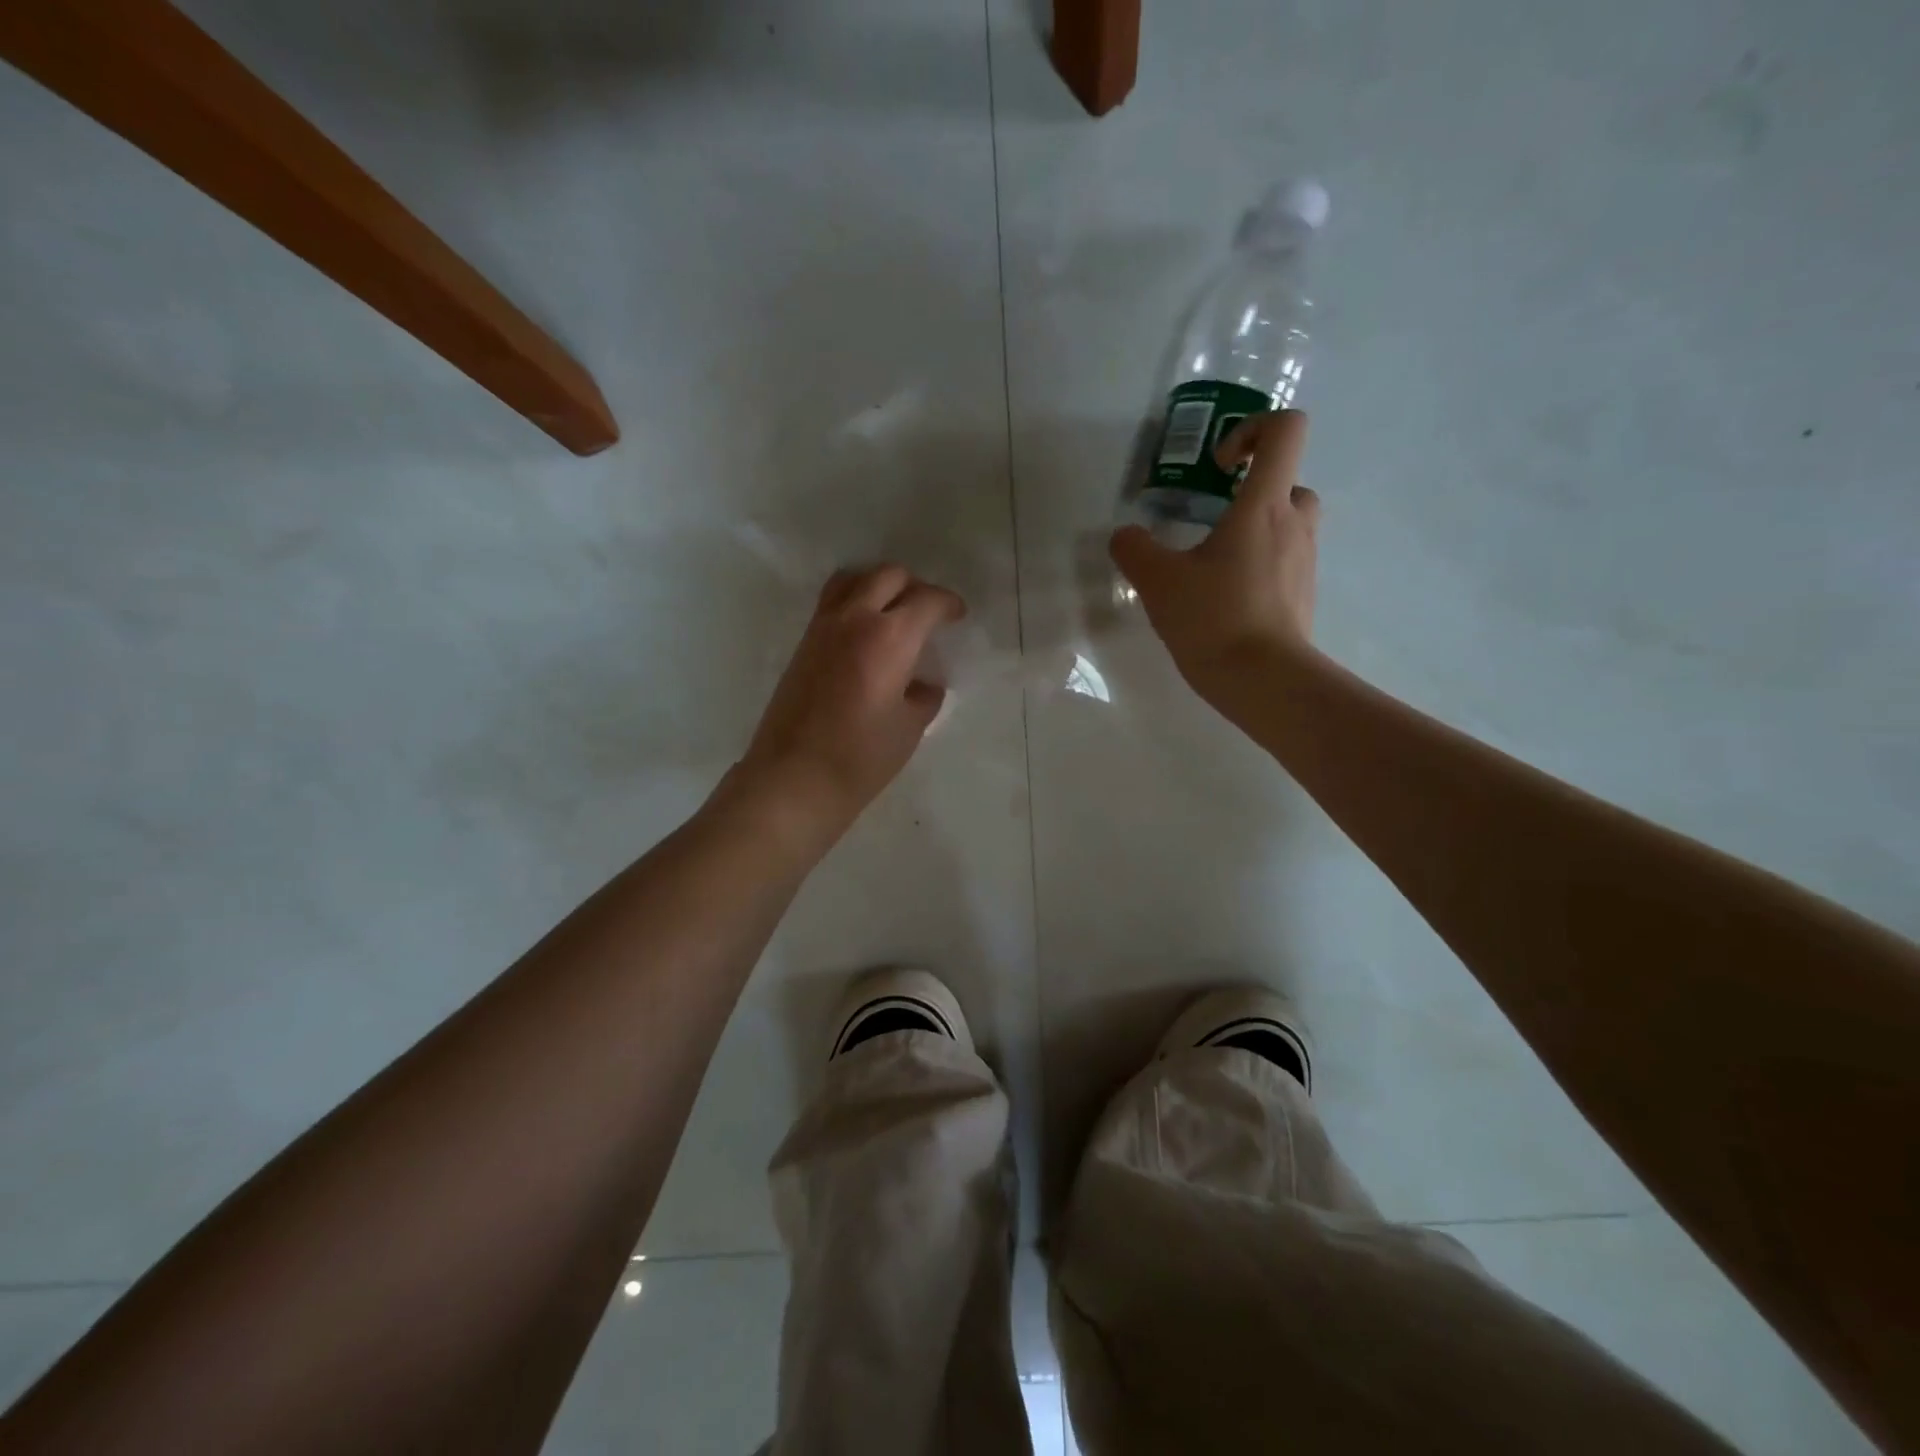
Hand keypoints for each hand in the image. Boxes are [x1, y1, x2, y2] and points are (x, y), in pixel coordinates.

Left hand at [735, 564, 964, 838]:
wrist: (795, 778)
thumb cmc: (861, 757)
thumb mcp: (909, 728)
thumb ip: (923, 696)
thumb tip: (924, 684)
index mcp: (890, 637)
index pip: (926, 600)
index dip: (948, 604)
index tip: (957, 615)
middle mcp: (854, 619)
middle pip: (888, 576)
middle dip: (915, 587)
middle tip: (927, 613)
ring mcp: (822, 628)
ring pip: (853, 579)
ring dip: (879, 585)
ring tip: (893, 612)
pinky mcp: (803, 644)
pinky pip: (832, 602)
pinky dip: (854, 601)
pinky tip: (865, 633)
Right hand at [1110, 409, 1319, 696]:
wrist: (1263, 681)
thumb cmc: (1214, 618)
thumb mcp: (1158, 582)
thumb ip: (1135, 550)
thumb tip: (1126, 537)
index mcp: (1263, 506)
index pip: (1285, 430)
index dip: (1252, 430)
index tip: (1216, 467)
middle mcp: (1294, 524)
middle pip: (1289, 479)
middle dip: (1252, 490)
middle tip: (1213, 519)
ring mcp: (1305, 562)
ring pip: (1288, 523)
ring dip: (1255, 529)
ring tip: (1213, 563)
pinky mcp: (1303, 595)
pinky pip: (1285, 562)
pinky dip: (1258, 566)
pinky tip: (1224, 598)